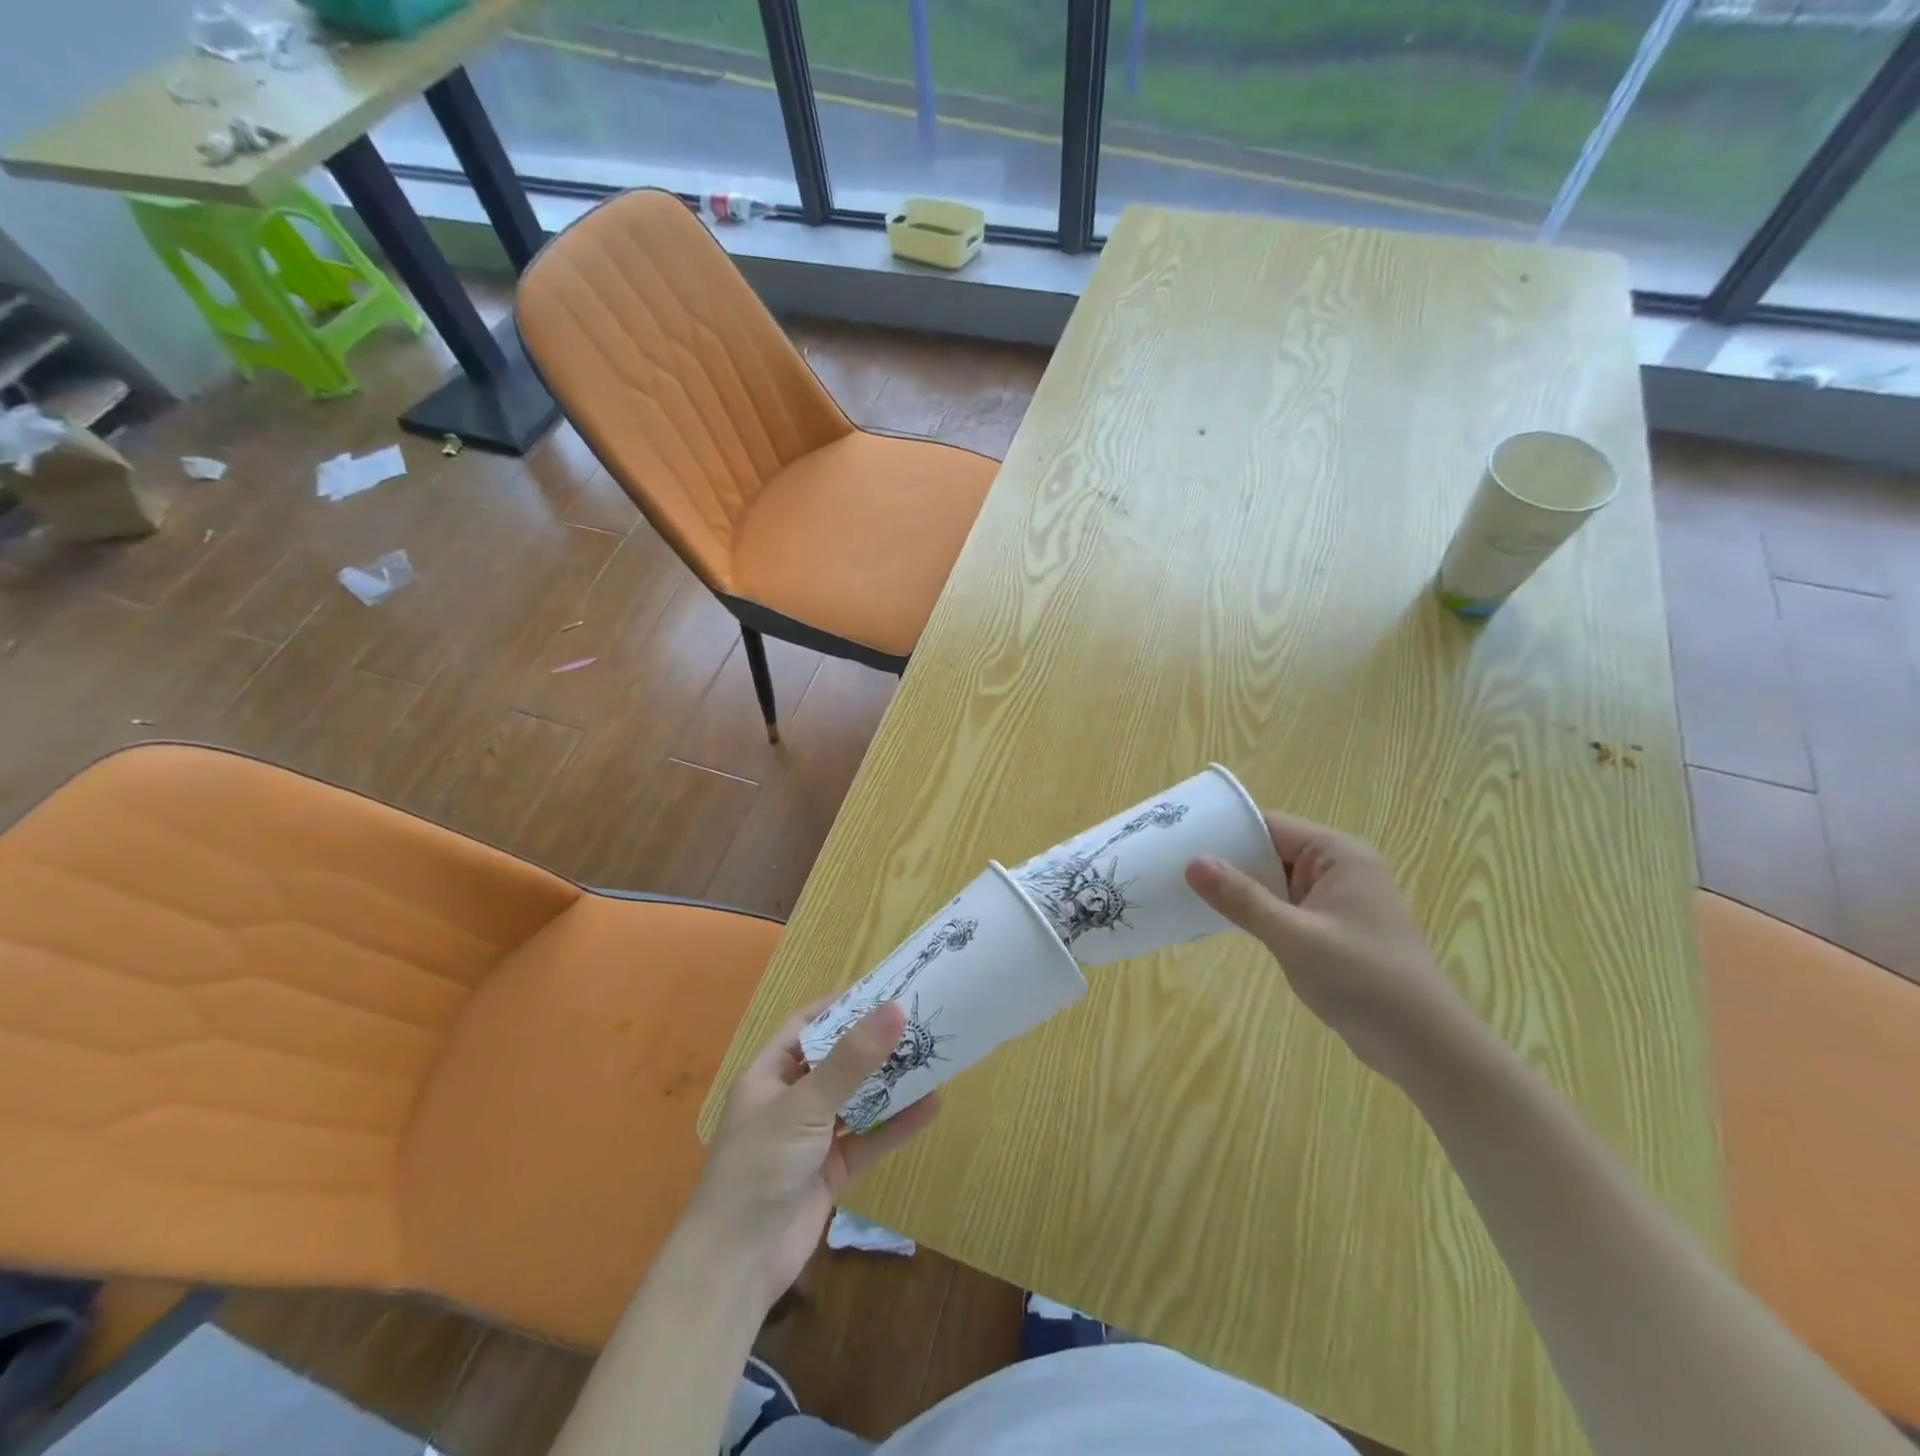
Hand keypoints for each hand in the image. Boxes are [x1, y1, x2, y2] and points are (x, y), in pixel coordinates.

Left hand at [690, 1001, 939, 1307]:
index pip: (807, 1025)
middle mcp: (790, 1100)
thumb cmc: (760, 1166)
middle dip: (874, 1045)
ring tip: (932, 1057)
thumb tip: (896, 1009)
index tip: (884, 991)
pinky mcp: (831, 1171)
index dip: (841, 1006)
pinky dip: (896, 1125)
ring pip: (857, 1099)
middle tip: (918, 1022)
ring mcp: (811, 1137)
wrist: (737, 1266)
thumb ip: (852, 1060)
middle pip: (837, 1061)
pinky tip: (930, 1106)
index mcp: (769, 1074)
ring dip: (890, 1084)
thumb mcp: (804, 1105)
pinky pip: (868, 1138)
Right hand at [1186, 813, 1477, 1085]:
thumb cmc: (1363, 981)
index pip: (1269, 825)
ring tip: (1187, 890)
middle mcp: (1339, 867)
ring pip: (1274, 879)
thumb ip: (1242, 898)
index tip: (1178, 839)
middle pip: (1270, 849)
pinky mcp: (1333, 927)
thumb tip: (1193, 862)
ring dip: (1239, 887)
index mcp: (1337, 854)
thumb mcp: (1294, 937)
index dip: (1224, 831)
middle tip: (1172, 866)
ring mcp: (1337, 898)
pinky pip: (1284, 904)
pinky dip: (1257, 910)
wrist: (1424, 1046)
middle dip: (1227, 860)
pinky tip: (1223, 920)